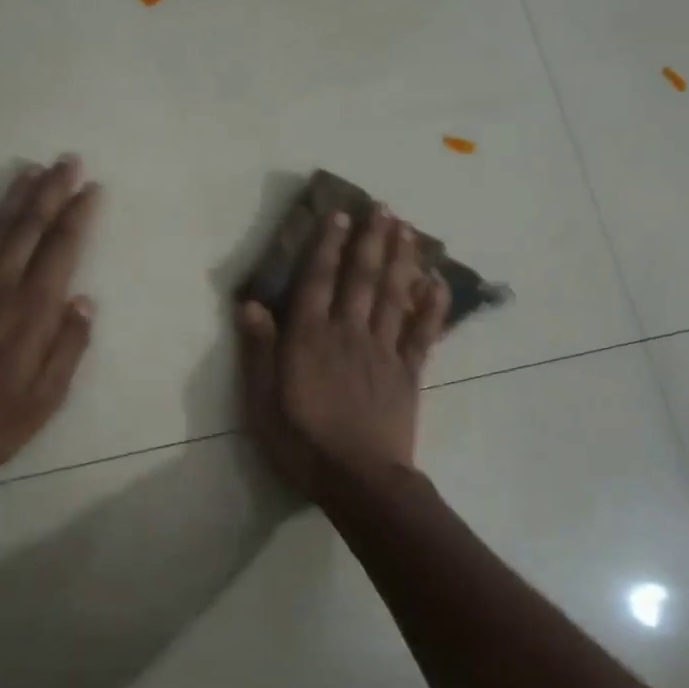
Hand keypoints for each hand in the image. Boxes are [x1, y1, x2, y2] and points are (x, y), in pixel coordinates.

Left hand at [0, 155, 101, 483]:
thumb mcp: (46, 398)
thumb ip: (68, 347)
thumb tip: (84, 301)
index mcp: (31, 310)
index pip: (62, 248)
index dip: (79, 215)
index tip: (92, 188)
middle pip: (29, 227)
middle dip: (51, 190)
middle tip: (67, 161)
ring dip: (14, 196)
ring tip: (31, 170)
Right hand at [237, 204, 448, 501]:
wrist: (358, 479)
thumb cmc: (302, 441)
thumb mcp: (262, 400)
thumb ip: (258, 351)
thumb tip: (250, 304)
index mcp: (310, 338)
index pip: (318, 281)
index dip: (327, 246)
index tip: (339, 216)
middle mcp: (348, 333)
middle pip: (362, 279)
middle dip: (371, 241)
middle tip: (383, 208)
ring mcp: (382, 351)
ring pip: (393, 296)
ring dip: (400, 260)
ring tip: (407, 229)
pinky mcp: (408, 373)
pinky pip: (422, 333)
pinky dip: (431, 306)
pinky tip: (438, 283)